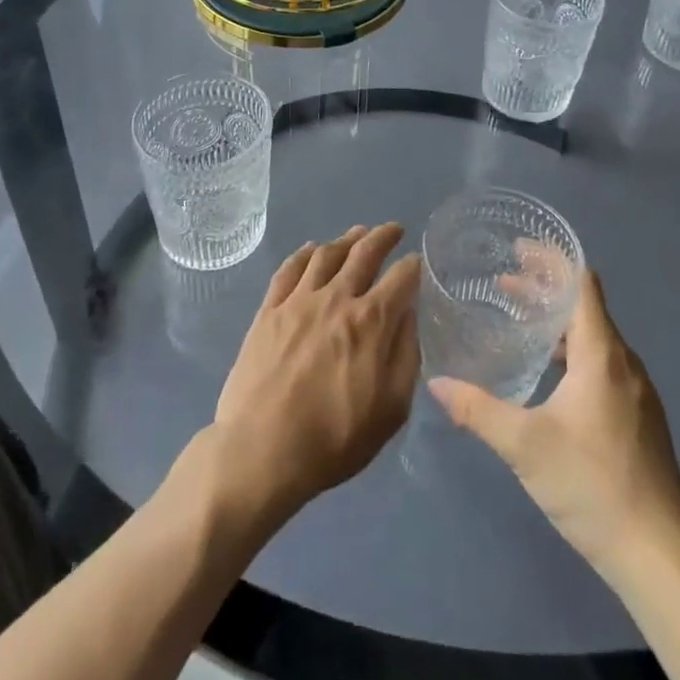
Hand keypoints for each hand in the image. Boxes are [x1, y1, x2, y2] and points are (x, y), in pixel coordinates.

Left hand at [210, 224, 420, 519]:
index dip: (413, 266)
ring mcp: (298, 300)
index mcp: (371, 322)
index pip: (401, 278)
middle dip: (383, 237)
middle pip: (364, 253)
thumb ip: (406, 356)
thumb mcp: (391, 410)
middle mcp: (336, 298)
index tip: (417, 262)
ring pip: (326, 254)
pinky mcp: (269, 310)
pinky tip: (311, 249)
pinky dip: (304, 253)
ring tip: (357, 233)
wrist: (261, 450)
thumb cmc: (334, 439)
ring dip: (346, 239)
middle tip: (394, 229)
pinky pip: (289, 269)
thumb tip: (408, 315)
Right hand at [429, 269, 679, 577]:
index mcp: (602, 354)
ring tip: (518, 321)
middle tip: (503, 282)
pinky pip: (601, 364)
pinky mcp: (638, 419)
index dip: (552, 260)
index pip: (581, 284)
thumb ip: (478, 409)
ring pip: (594, 338)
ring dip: (557, 322)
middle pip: (585, 307)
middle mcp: (624, 363)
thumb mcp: (525, 445)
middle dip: (545, 289)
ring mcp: (636, 393)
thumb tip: (435, 382)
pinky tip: (548, 375)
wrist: (662, 559)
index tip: (519, 248)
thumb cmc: (594, 486)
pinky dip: (571, 351)